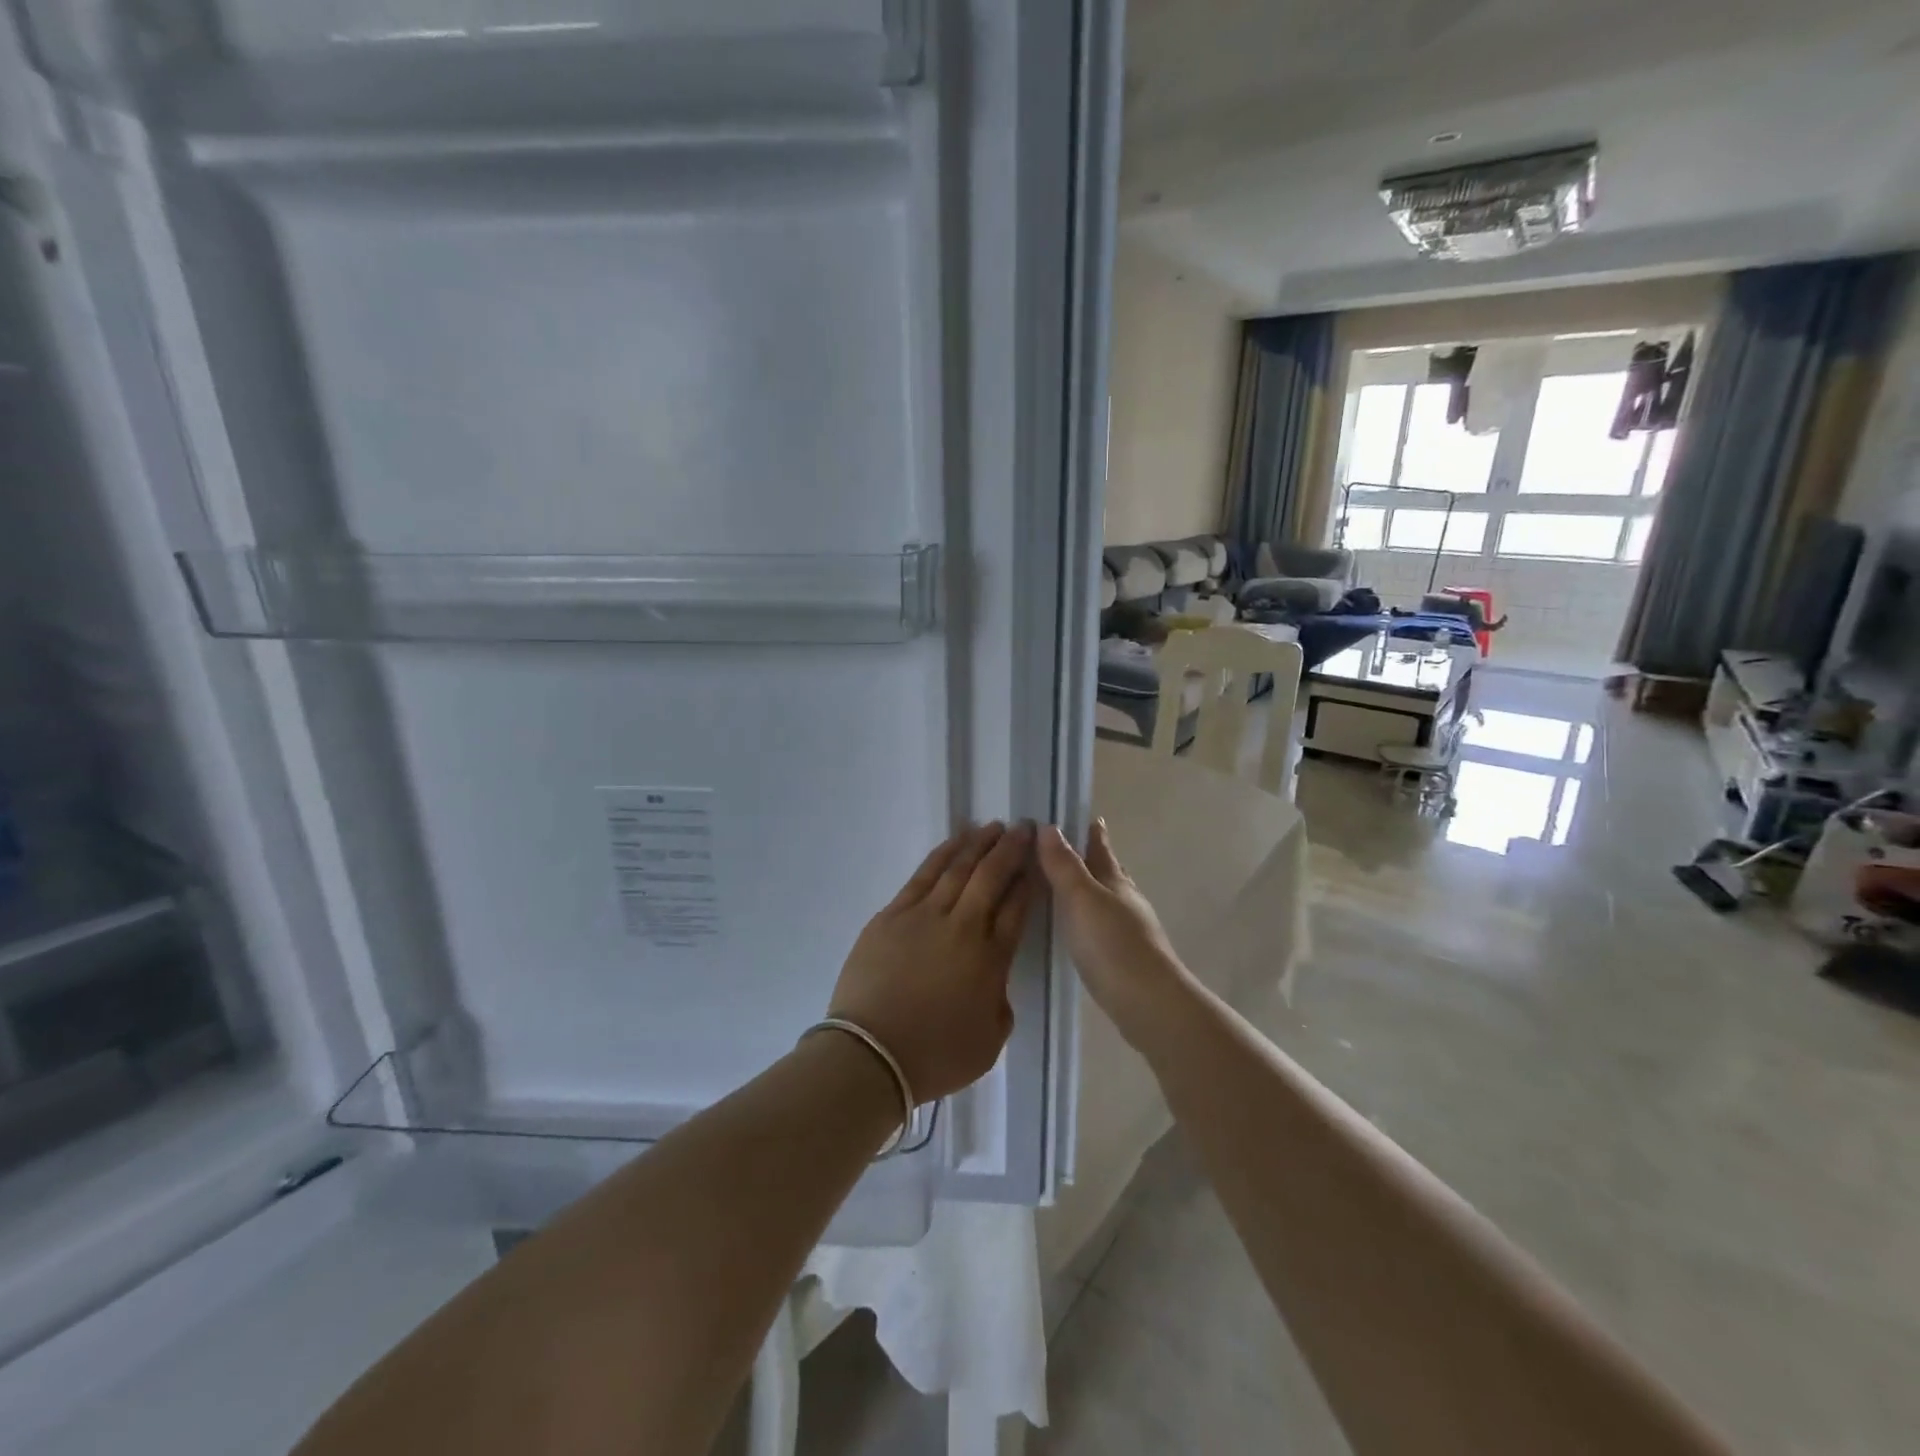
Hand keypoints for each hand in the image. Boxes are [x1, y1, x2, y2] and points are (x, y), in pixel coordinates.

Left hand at [827, 822, 1035, 1102]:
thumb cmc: (935, 1056)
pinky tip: (956, 841)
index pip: (1017, 908)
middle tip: (1024, 827)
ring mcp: (925, 915)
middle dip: (1011, 850)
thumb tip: (994, 981)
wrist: (872, 1054)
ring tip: (994, 826)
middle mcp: (963, 927)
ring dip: (980, 844)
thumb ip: (1000, 1003)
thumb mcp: (989, 1042)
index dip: (1028, 882)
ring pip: (958, 868)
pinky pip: (924, 875)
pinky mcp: (893, 914)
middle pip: (992, 877)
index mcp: (991, 958)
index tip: (1037, 861)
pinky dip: (943, 853)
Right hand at [1037, 820, 1187, 1031]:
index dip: (1093, 832)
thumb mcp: (1081, 898)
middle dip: (1093, 859)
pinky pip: (1102, 927)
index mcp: (1115, 881)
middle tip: (1072, 848)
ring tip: (1069, 887)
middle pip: (1109, 872)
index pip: (1102, 848)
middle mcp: (1125, 901)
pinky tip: (1078, 930)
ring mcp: (1129, 931)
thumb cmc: (1113, 944)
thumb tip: (1048, 826)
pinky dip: (1089, 920)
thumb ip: (1064, 865)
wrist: (1148, 1003)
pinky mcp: (1124, 959)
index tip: (1087, 816)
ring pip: (1107, 900)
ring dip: (1090, 890)